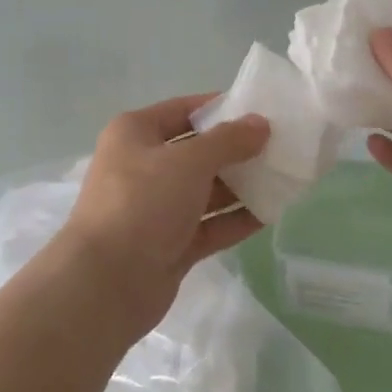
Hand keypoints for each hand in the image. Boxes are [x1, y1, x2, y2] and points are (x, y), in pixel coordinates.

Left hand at [49, 95, 268, 337]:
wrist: (106, 282)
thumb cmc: (142, 202)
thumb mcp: (188, 161)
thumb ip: (228, 141)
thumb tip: (260, 123)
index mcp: (135, 133)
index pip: (184, 110)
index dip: (221, 108)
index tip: (262, 112)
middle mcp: (143, 165)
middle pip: (197, 151)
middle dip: (237, 150)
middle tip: (281, 147)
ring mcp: (156, 208)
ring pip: (205, 190)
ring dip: (241, 185)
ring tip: (285, 178)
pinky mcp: (169, 244)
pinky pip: (209, 224)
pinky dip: (235, 218)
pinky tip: (271, 213)